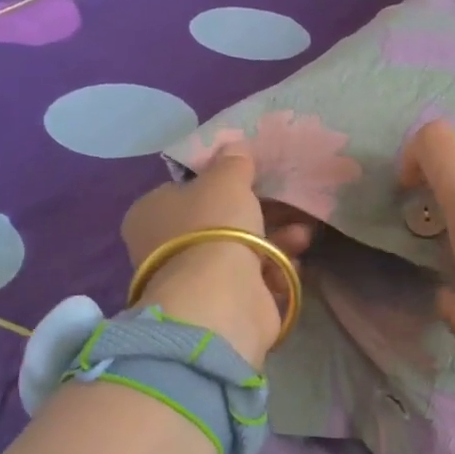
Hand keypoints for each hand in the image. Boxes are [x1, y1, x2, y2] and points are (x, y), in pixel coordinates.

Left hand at [121, 147, 313, 365]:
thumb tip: (235, 147)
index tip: (250, 179)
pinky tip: (292, 266)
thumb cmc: (214, 228)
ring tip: (302, 235)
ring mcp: (195, 280)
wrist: (221, 299)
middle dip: (259, 214)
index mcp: (151, 213)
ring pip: (242, 251)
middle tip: (288, 205)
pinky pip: (254, 280)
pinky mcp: (222, 306)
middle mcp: (166, 248)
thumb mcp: (225, 180)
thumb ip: (233, 163)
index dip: (217, 183)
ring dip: (276, 241)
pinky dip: (275, 271)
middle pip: (219, 222)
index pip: (184, 191)